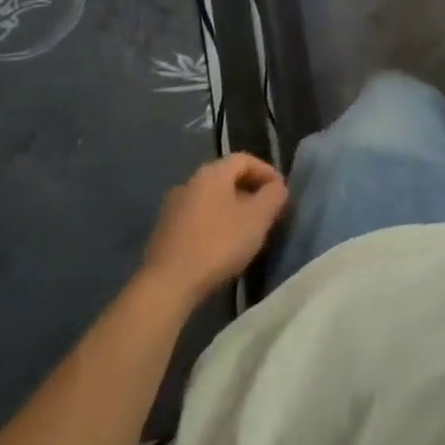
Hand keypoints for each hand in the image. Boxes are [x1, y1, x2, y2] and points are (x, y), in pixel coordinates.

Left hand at [139, 153, 288, 304]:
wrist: (167, 284)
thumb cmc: (218, 244)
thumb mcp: (257, 218)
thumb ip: (273, 196)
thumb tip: (277, 187)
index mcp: (211, 173)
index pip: (244, 159)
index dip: (266, 172)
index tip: (281, 192)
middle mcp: (189, 182)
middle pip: (226, 178)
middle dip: (250, 191)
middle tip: (267, 212)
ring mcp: (172, 207)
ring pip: (211, 199)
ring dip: (232, 209)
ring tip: (246, 231)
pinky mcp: (163, 232)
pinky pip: (197, 218)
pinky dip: (214, 224)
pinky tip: (221, 246)